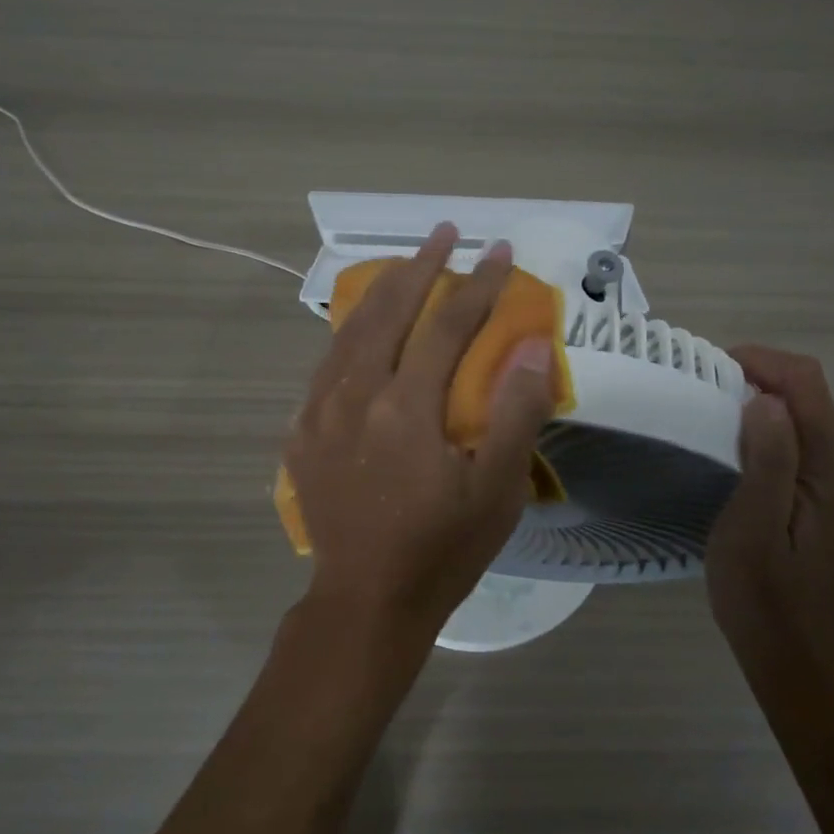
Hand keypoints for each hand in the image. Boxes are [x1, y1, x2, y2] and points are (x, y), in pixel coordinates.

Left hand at [284, 222, 557, 648]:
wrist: (365, 601)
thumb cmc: (441, 550)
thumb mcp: (496, 490)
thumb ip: (515, 412)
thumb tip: (531, 344)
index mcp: (406, 408)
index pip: (447, 327)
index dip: (478, 285)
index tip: (499, 250)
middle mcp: (355, 396)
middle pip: (389, 312)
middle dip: (421, 267)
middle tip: (444, 232)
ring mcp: (320, 412)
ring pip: (349, 331)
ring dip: (380, 292)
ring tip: (405, 265)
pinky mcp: (302, 432)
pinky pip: (326, 364)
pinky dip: (348, 333)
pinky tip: (361, 328)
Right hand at [705, 346, 833, 682]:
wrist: (792, 653)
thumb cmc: (763, 594)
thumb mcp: (754, 527)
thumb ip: (768, 460)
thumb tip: (764, 398)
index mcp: (829, 469)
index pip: (805, 384)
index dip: (759, 362)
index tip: (706, 370)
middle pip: (807, 392)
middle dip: (756, 374)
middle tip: (699, 387)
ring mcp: (830, 482)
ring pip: (799, 413)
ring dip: (756, 397)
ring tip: (705, 408)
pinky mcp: (815, 496)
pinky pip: (792, 439)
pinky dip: (759, 424)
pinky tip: (726, 442)